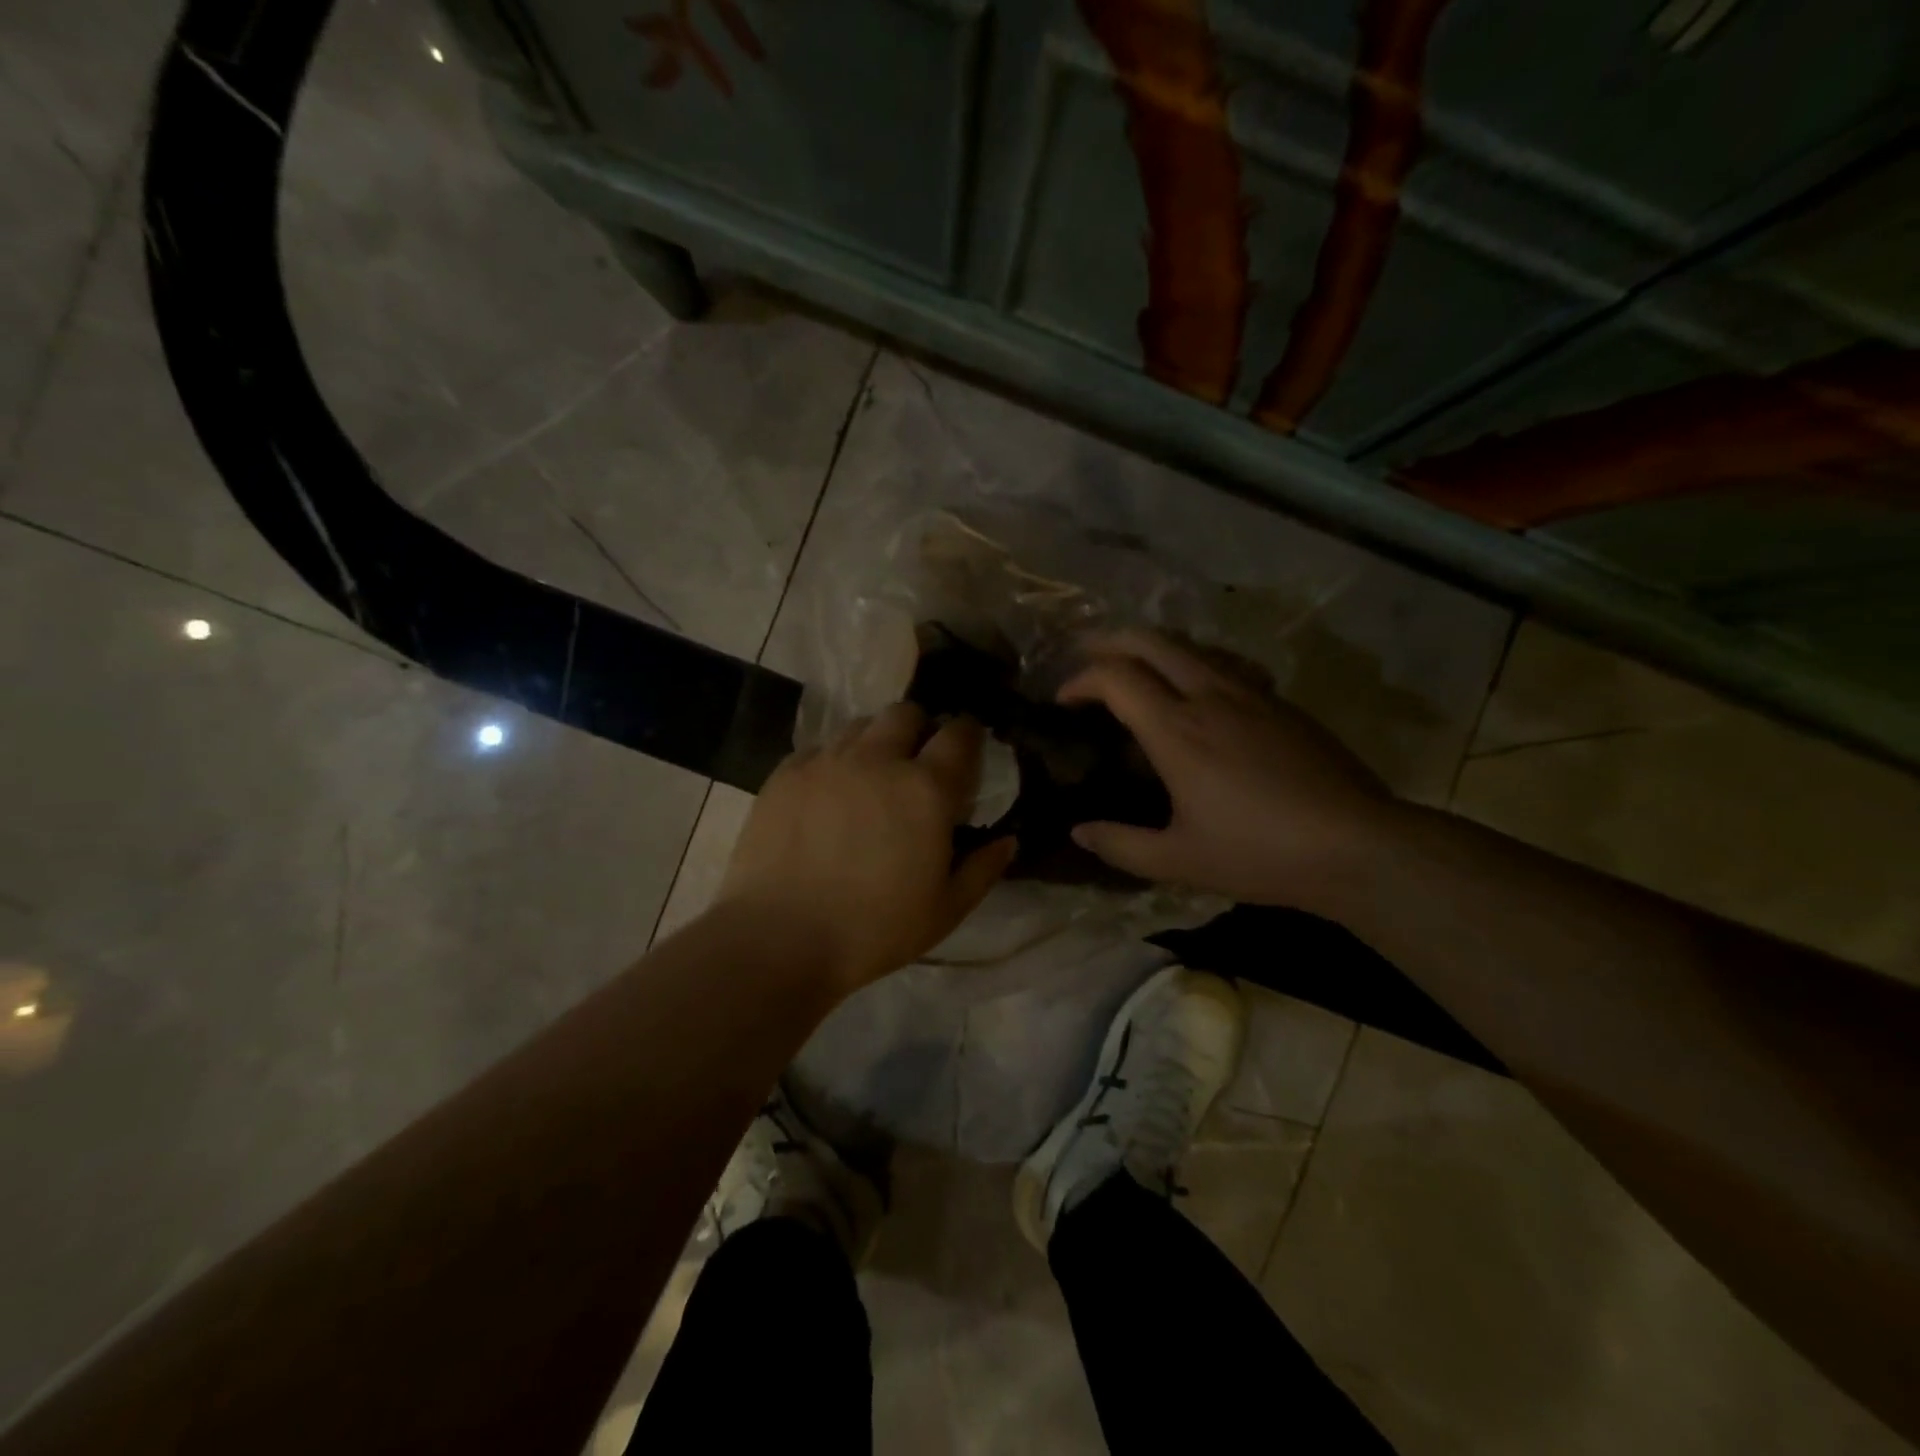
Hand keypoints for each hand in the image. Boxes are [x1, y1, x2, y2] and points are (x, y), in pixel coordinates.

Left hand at [716, 704, 1016, 993]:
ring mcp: (827, 761)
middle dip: (919, 728)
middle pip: (906, 713)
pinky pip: (819, 748)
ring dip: (876, 742)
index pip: (959, 734)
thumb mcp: (945, 910)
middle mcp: (878, 759)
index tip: (967, 749)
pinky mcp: (786, 773)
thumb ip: (982, 869)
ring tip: (871, 778)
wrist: (778, 939)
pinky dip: (833, 761)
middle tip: (916, 764)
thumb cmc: (873, 930)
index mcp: (926, 789)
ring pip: (860, 725)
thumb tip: (1007, 840)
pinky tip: (828, 795)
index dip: (968, 734)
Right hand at [1058, 631, 1398, 907]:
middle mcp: (1209, 696)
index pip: (1115, 677)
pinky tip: (1198, 693)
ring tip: (1135, 671)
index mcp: (1177, 730)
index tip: (1063, 700)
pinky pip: (1224, 664)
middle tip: (1087, 661)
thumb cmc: (1260, 853)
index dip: (1080, 680)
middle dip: (1109, 642)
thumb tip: (1079, 832)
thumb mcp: (1179, 860)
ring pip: (1190, 645)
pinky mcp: (1280, 702)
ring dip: (1152, 648)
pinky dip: (1193, 664)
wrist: (1357, 844)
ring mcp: (1251, 693)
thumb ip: (1121, 845)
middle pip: (1150, 641)